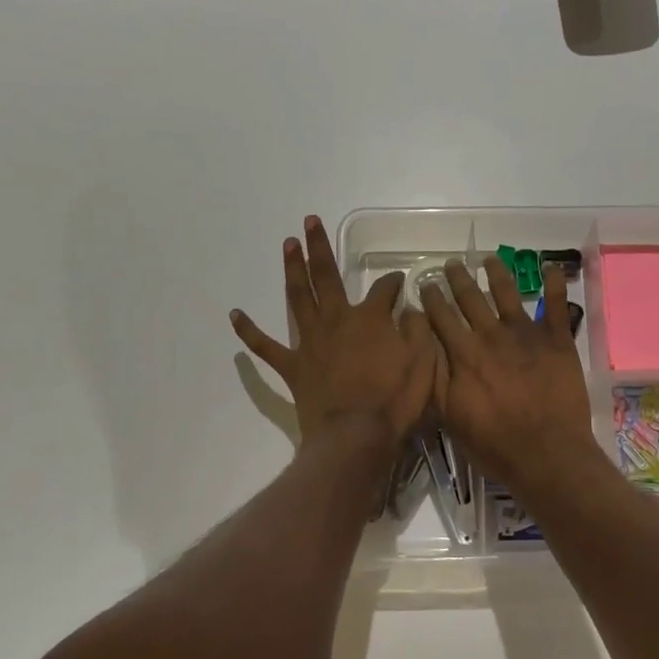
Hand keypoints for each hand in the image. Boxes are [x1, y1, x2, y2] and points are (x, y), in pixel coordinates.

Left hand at [231, 216, 438, 451]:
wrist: (356, 437)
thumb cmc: (395, 401)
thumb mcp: (423, 362)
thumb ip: (419, 331)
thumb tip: (412, 310)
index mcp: (371, 318)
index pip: (385, 289)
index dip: (394, 282)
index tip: (399, 282)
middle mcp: (337, 319)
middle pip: (327, 275)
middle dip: (319, 247)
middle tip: (309, 221)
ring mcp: (311, 341)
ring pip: (298, 297)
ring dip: (292, 269)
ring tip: (287, 245)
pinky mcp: (293, 366)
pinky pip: (266, 346)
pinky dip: (249, 331)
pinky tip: (235, 315)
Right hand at [419, 257, 596, 487]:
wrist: (547, 453)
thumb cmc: (494, 444)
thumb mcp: (450, 417)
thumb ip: (436, 378)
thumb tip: (422, 345)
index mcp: (464, 354)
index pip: (442, 318)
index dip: (431, 299)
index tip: (424, 284)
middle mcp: (492, 335)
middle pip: (471, 299)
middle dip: (458, 279)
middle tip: (451, 263)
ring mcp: (527, 335)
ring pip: (508, 293)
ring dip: (497, 274)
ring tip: (490, 259)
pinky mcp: (557, 341)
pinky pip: (556, 305)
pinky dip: (555, 284)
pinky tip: (552, 267)